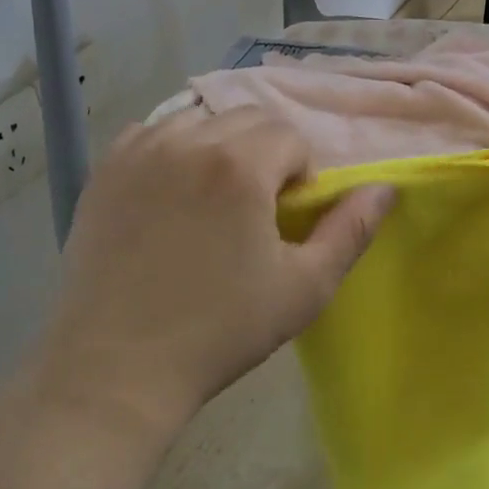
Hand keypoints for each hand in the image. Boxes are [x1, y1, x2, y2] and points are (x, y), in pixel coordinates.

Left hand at [39, 107, 391, 439]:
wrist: (117, 369)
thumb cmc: (220, 331)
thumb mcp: (304, 287)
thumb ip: (351, 230)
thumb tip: (384, 188)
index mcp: (239, 165)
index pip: (290, 137)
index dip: (299, 175)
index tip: (284, 219)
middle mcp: (187, 141)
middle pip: (247, 119)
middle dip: (265, 154)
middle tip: (254, 211)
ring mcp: (138, 152)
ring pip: (198, 120)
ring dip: (219, 146)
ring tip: (211, 199)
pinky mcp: (104, 171)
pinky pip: (150, 134)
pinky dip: (170, 149)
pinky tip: (168, 194)